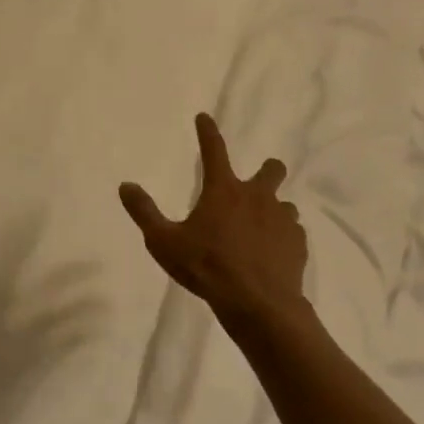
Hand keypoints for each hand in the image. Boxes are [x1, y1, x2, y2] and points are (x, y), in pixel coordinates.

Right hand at [119, 113, 306, 327]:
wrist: (259, 306)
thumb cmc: (208, 268)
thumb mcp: (164, 242)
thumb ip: (144, 213)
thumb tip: (125, 186)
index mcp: (223, 191)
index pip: (214, 150)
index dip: (208, 132)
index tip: (204, 117)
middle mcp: (256, 197)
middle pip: (271, 170)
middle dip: (267, 170)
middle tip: (257, 182)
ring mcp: (282, 220)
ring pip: (284, 204)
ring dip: (273, 210)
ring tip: (261, 229)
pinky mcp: (298, 245)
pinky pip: (293, 232)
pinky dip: (283, 237)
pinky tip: (273, 254)